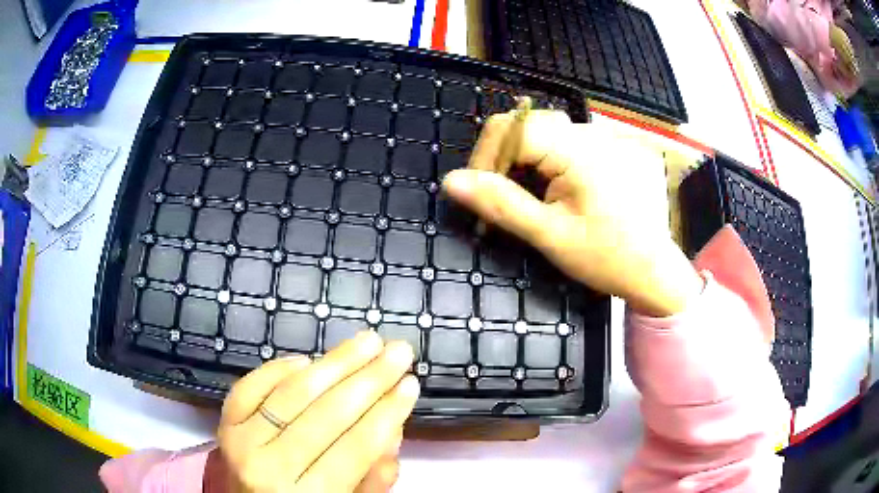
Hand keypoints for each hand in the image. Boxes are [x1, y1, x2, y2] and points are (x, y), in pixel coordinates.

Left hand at [217, 332, 417, 491]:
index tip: (411, 383)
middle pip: (326, 414)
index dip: (387, 412)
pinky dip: (279, 369)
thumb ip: (372, 478)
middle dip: (369, 378)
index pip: (356, 448)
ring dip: (334, 363)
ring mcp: (240, 441)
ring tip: (367, 342)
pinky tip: (308, 360)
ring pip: (292, 393)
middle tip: (398, 351)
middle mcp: (269, 467)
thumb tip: (392, 427)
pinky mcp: (224, 424)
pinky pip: (250, 387)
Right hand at [442, 110, 702, 316]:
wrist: (653, 270)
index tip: (480, 196)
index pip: (513, 129)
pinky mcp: (603, 151)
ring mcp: (599, 140)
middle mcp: (589, 134)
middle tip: (498, 200)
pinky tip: (547, 192)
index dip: (486, 158)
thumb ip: (501, 204)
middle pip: (525, 125)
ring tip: (522, 199)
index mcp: (578, 150)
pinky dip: (542, 163)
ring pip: (540, 133)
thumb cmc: (607, 257)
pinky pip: (560, 143)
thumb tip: (451, 182)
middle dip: (502, 159)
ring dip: (520, 162)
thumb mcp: (550, 235)